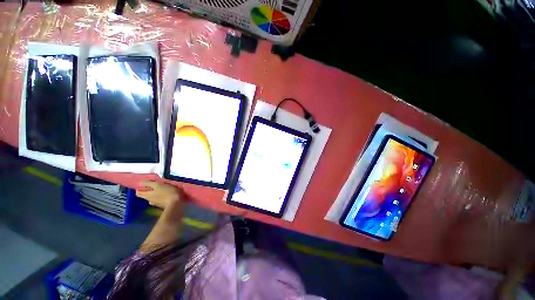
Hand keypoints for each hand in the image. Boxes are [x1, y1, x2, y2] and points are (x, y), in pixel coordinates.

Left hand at [136, 180, 182, 209]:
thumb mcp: (158, 185)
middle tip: (155, 185)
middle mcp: (149, 200)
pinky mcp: (163, 204)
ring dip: (156, 193)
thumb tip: (140, 182)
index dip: (140, 188)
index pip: (138, 193)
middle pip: (146, 195)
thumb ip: (149, 183)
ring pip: (153, 197)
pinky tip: (167, 193)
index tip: (144, 184)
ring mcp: (156, 203)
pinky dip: (161, 196)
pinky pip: (160, 199)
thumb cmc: (167, 193)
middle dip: (149, 190)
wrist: (176, 204)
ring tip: (162, 188)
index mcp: (147, 195)